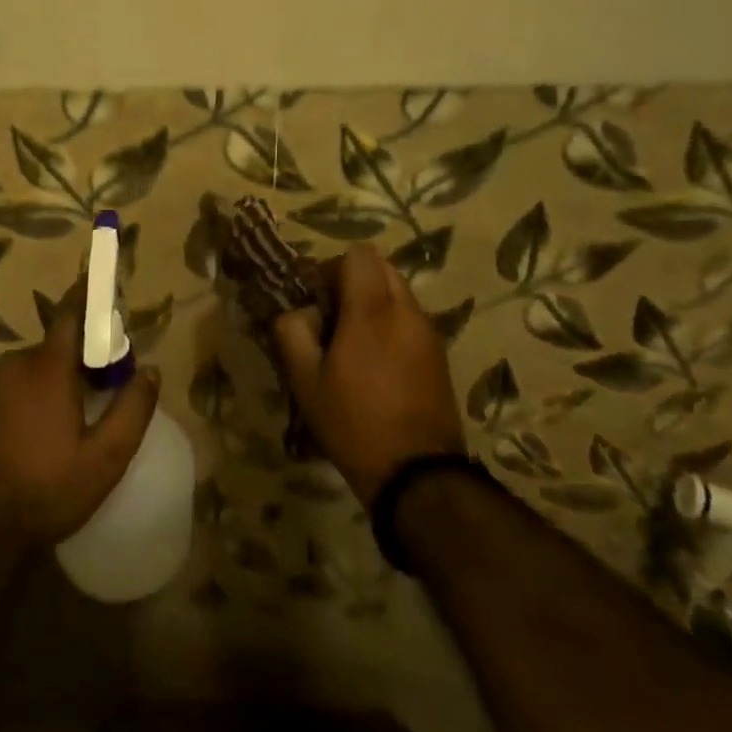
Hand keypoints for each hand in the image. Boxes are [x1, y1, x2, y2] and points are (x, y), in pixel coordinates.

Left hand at [0, 287, 160, 553]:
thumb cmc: (45, 491)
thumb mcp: (104, 460)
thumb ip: (132, 410)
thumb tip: (151, 370)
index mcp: (48, 366)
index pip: (71, 313)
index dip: (89, 295)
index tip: (106, 288)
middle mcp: (17, 362)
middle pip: (58, 344)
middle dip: (83, 357)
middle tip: (105, 389)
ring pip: (37, 366)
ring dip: (58, 378)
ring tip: (74, 419)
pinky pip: (16, 382)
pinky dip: (34, 392)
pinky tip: (42, 431)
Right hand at [274, 246, 464, 505]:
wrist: (418, 477)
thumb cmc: (354, 423)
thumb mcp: (304, 379)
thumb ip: (291, 330)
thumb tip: (299, 310)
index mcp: (372, 309)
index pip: (358, 255)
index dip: (332, 268)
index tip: (317, 299)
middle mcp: (406, 311)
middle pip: (381, 267)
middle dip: (354, 281)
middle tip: (333, 317)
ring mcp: (428, 332)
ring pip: (398, 292)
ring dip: (374, 302)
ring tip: (354, 343)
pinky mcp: (440, 355)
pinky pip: (410, 318)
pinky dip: (391, 324)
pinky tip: (377, 364)